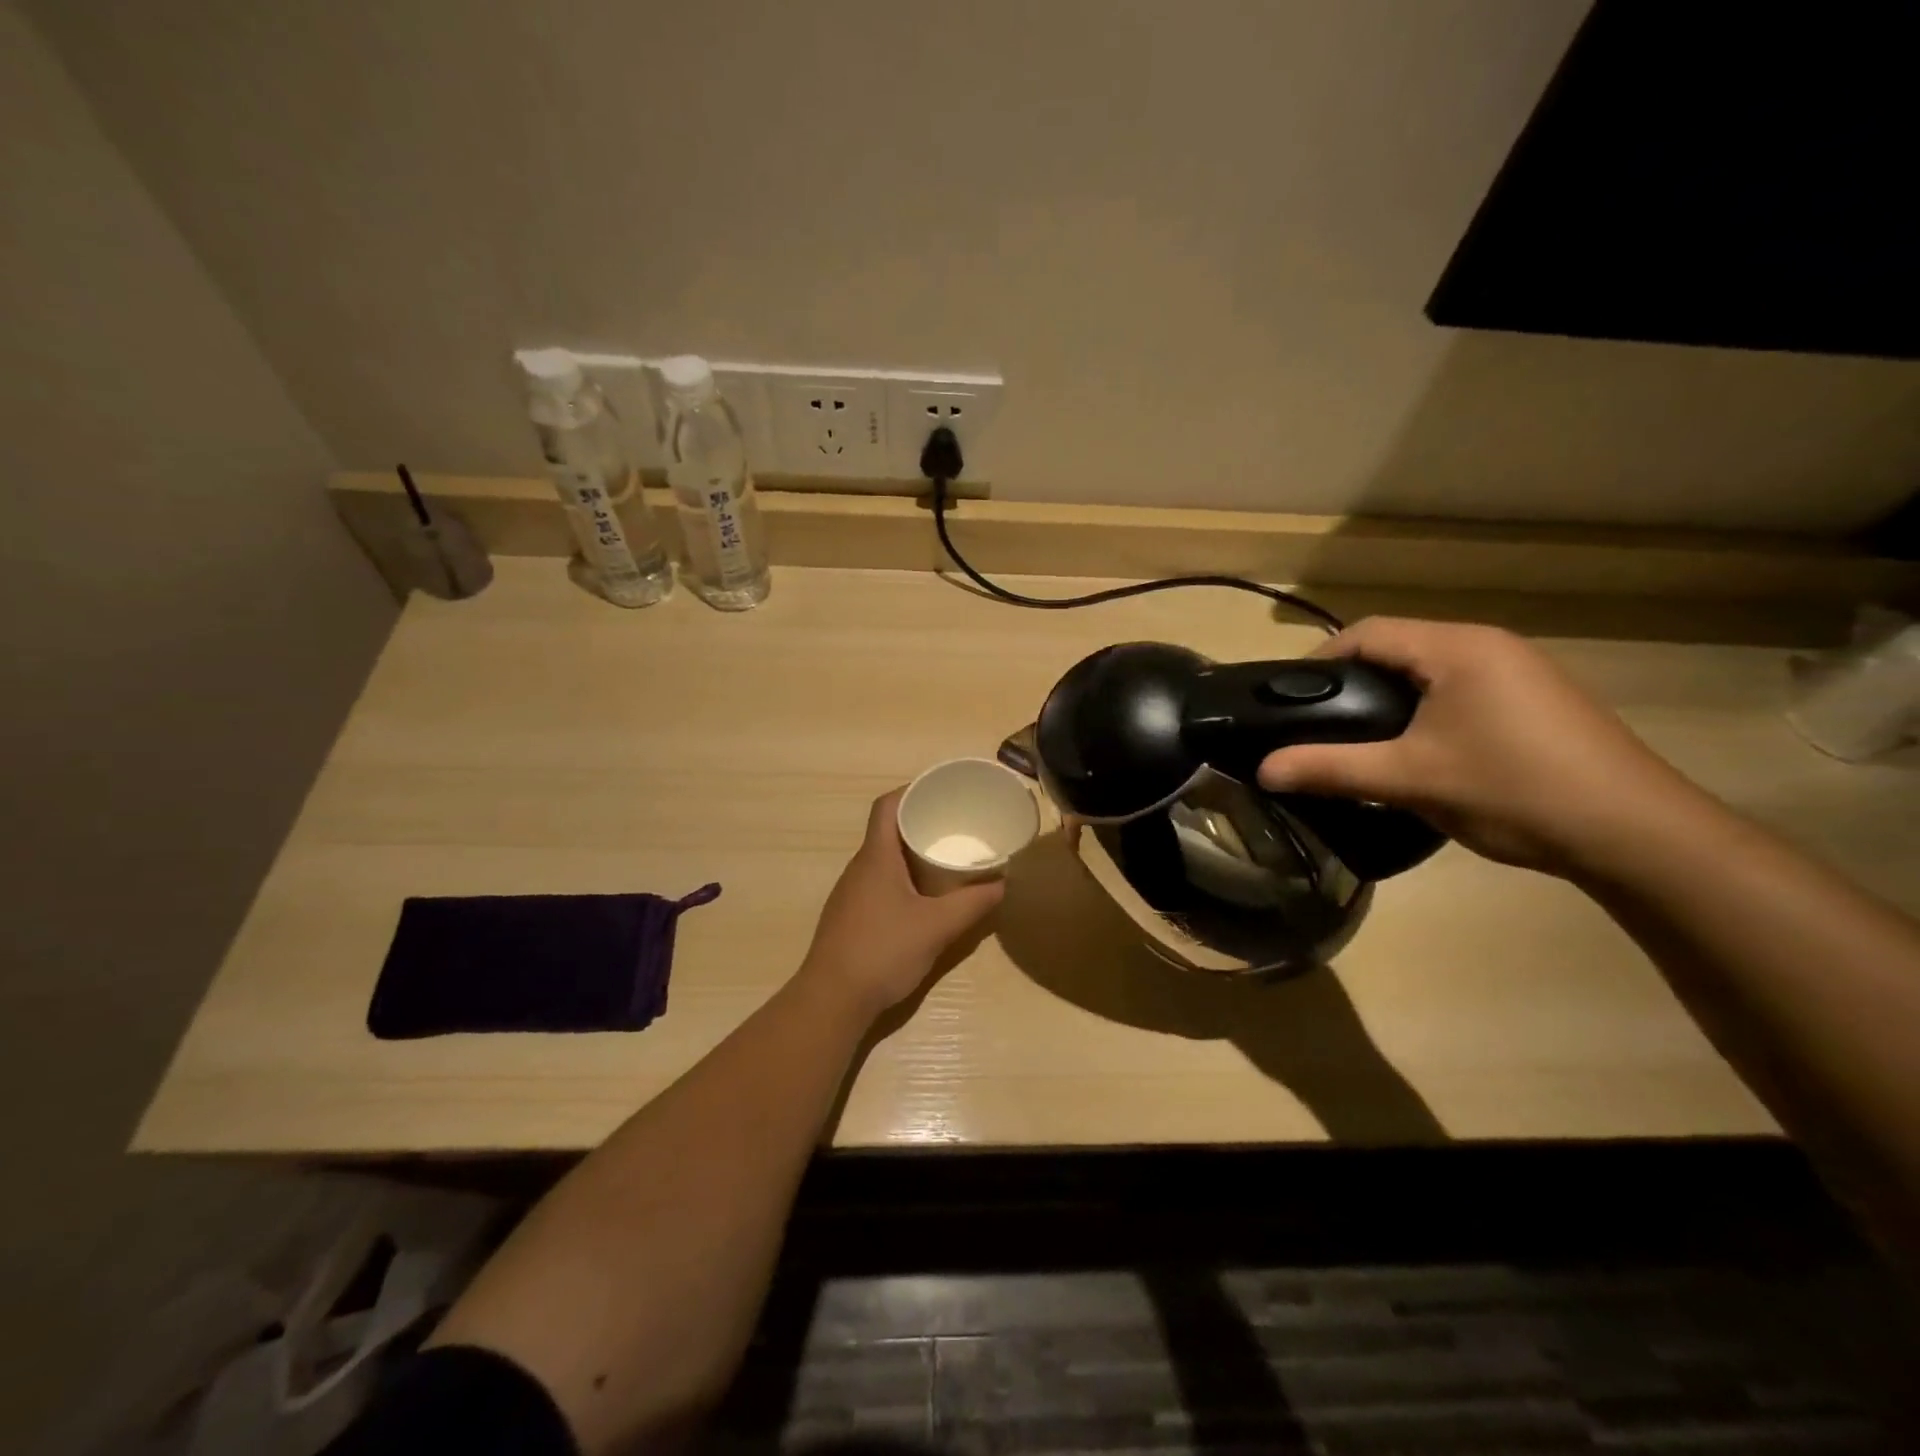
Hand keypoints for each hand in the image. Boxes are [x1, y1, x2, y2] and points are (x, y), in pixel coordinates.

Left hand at [797, 789, 1003, 1019]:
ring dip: (910, 853)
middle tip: (953, 825)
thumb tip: (1002, 883)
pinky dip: (901, 878)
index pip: (886, 806)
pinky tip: (922, 898)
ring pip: (882, 859)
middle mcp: (859, 868)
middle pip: (886, 830)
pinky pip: (878, 882)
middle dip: (918, 823)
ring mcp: (850, 893)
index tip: (940, 792)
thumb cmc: (883, 951)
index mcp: (876, 857)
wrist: (832, 1000)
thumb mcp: (937, 927)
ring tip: (943, 857)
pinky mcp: (849, 916)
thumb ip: (973, 903)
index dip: (910, 791)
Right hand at [1256, 618, 1708, 877]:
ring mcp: (1519, 670)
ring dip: (1389, 697)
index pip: (1367, 632)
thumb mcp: (1409, 780)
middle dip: (1352, 681)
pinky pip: (1460, 689)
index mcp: (1456, 648)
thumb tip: (1263, 770)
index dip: (1320, 660)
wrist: (1635, 833)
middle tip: (1318, 725)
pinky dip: (1426, 709)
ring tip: (1361, 741)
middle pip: (1398, 647)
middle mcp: (1489, 645)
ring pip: (1430, 670)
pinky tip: (1421, 751)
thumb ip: (1330, 769)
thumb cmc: (1512, 790)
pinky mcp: (1537, 700)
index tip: (1289, 700)